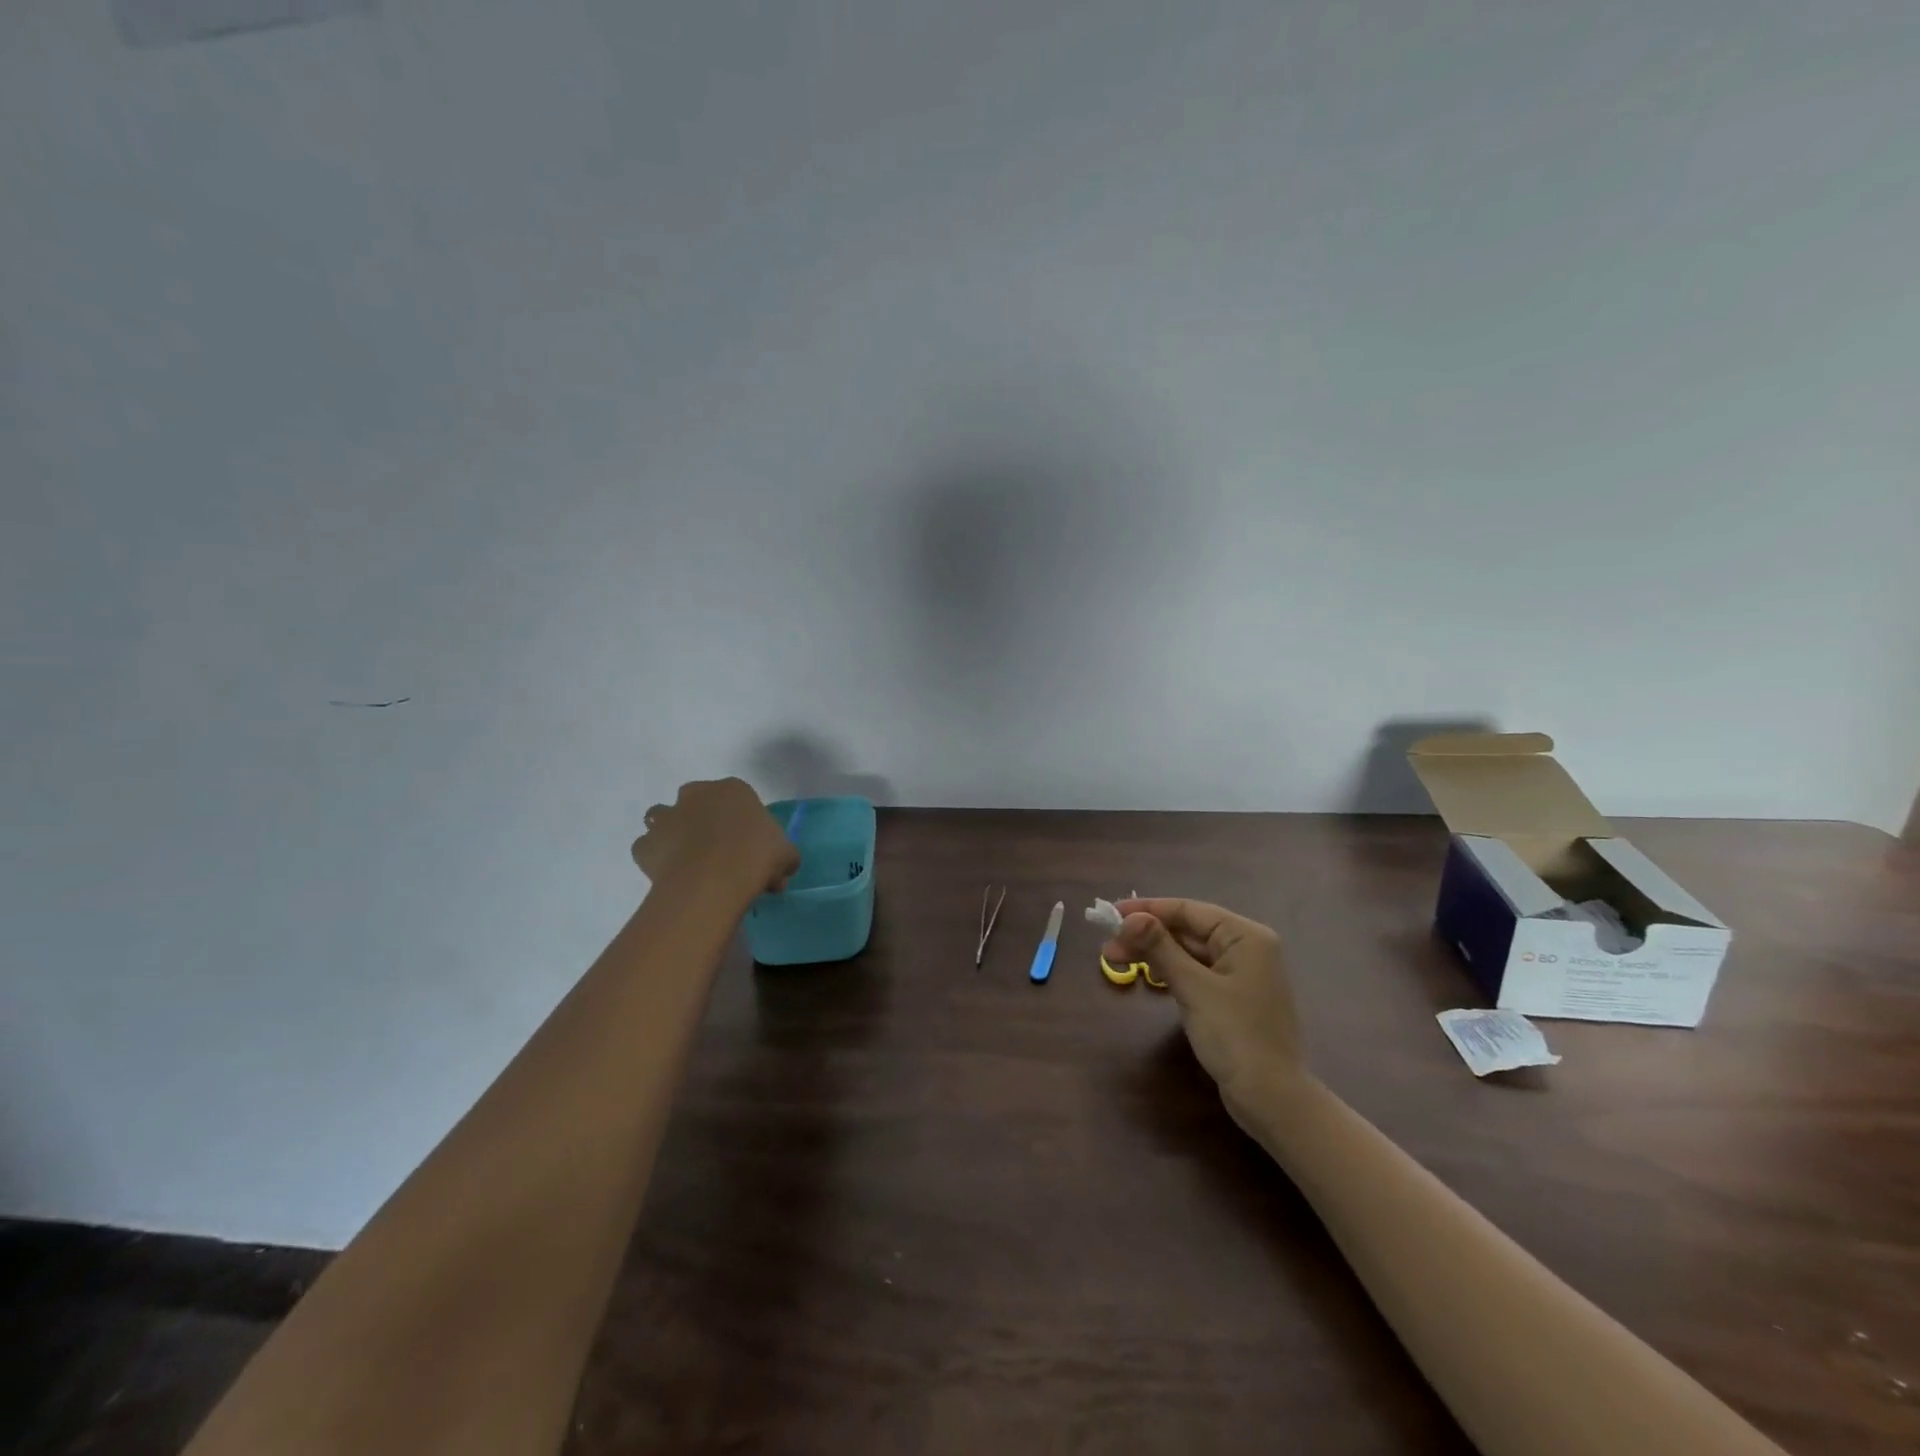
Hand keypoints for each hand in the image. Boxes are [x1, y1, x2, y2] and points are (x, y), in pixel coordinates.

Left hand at [631, 779, 798, 897]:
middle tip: (719, 851)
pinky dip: (655, 858)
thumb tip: (779, 874)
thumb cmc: (756, 856)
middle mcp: (696, 795)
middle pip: (696, 801)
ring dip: (672, 831)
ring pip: (663, 817)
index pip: (738, 798)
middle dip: (703, 819)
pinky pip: (648, 848)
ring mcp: (667, 817)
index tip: (750, 846)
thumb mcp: (786, 855)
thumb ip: (783, 858)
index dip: (743, 822)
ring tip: (688, 859)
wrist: (713, 879)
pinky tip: (670, 874)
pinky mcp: (645, 844)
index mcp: (733, 789)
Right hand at [1104, 898, 1303, 1120]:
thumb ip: (1160, 948)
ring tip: (1116, 960)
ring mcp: (1242, 973)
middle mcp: (1247, 948)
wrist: (1272, 1098)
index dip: (1148, 910)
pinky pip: (1197, 972)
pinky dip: (1171, 972)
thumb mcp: (1193, 988)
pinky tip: (1148, 976)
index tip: (1112, 914)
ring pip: (1189, 952)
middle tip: (1108, 946)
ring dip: (1154, 954)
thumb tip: (1129, 918)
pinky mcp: (1233, 997)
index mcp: (1246, 936)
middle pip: (1188, 930)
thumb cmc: (1235, 1035)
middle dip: (1147, 936)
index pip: (1189, 910)